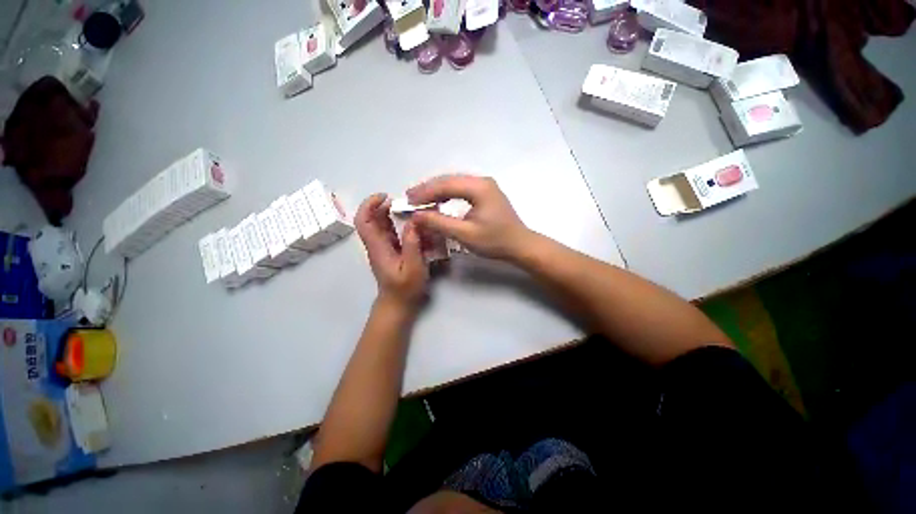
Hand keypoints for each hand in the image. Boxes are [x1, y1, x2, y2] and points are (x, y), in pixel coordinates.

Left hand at [356, 194, 427, 308]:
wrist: (398, 304)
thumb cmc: (405, 289)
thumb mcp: (413, 268)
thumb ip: (412, 245)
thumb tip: (413, 221)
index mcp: (378, 247)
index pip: (363, 221)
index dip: (369, 205)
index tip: (385, 196)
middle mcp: (377, 244)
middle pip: (372, 219)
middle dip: (385, 206)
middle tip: (406, 202)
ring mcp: (383, 247)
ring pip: (382, 224)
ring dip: (393, 214)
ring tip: (412, 210)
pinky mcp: (391, 251)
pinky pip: (391, 232)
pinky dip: (400, 224)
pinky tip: (415, 225)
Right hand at [407, 174, 531, 260]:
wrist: (520, 245)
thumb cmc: (495, 241)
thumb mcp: (465, 234)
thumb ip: (439, 223)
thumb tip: (417, 215)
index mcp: (479, 187)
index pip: (445, 184)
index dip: (425, 191)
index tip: (408, 200)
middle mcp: (482, 181)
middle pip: (449, 180)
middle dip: (428, 189)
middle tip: (410, 198)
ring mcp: (485, 186)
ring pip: (454, 184)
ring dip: (436, 191)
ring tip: (419, 199)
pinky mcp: (486, 194)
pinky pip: (461, 190)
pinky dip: (447, 195)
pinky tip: (438, 202)